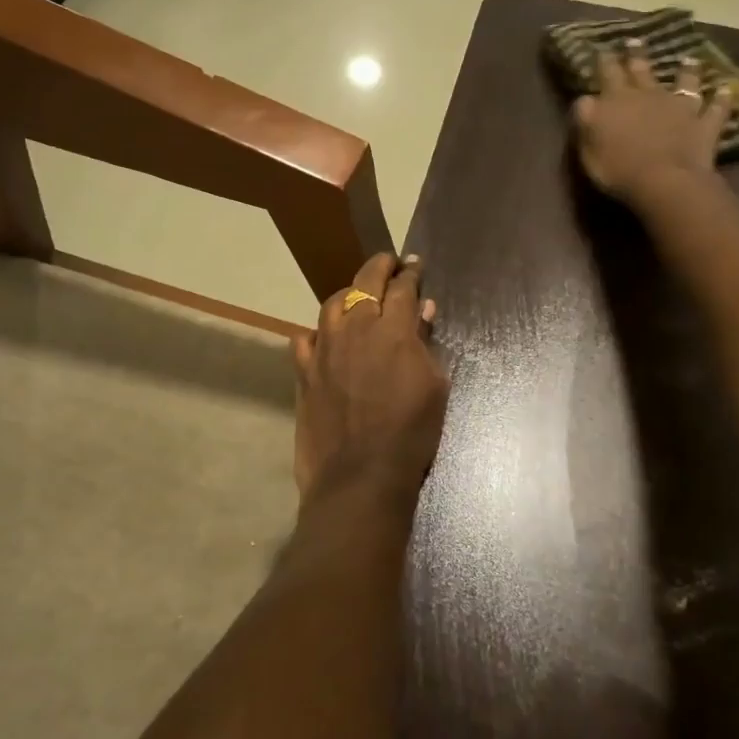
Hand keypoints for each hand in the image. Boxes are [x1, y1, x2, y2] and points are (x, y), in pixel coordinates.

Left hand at [292, 252, 449, 521]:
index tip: (416, 265)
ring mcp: (324, 348)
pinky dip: (318, 332)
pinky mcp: (303, 371)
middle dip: (380, 267)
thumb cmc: (410, 434)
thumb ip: (425, 344)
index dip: (411, 273)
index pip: (403, 287)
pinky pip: (305, 337)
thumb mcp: (435, 387)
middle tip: (390, 263)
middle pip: (365, 282)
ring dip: (349, 294)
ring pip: (332, 303)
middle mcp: (355, 328)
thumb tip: (422, 311)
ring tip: (358, 297)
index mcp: (393, 330)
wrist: (360, 475)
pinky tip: (325, 338)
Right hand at [572, 42, 730, 208]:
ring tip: (689, 59)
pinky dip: (722, 99)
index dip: (604, 61)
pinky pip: (716, 109)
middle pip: (641, 70)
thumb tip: (585, 99)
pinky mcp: (703, 125)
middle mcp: (648, 96)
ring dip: (686, 70)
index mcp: (616, 101)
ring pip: (684, 82)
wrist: (664, 182)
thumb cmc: (618, 168)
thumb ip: (586, 119)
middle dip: (636, 55)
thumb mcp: (588, 147)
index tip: (602, 49)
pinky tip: (726, 89)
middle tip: (635, 41)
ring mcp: (679, 108)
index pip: (607, 74)